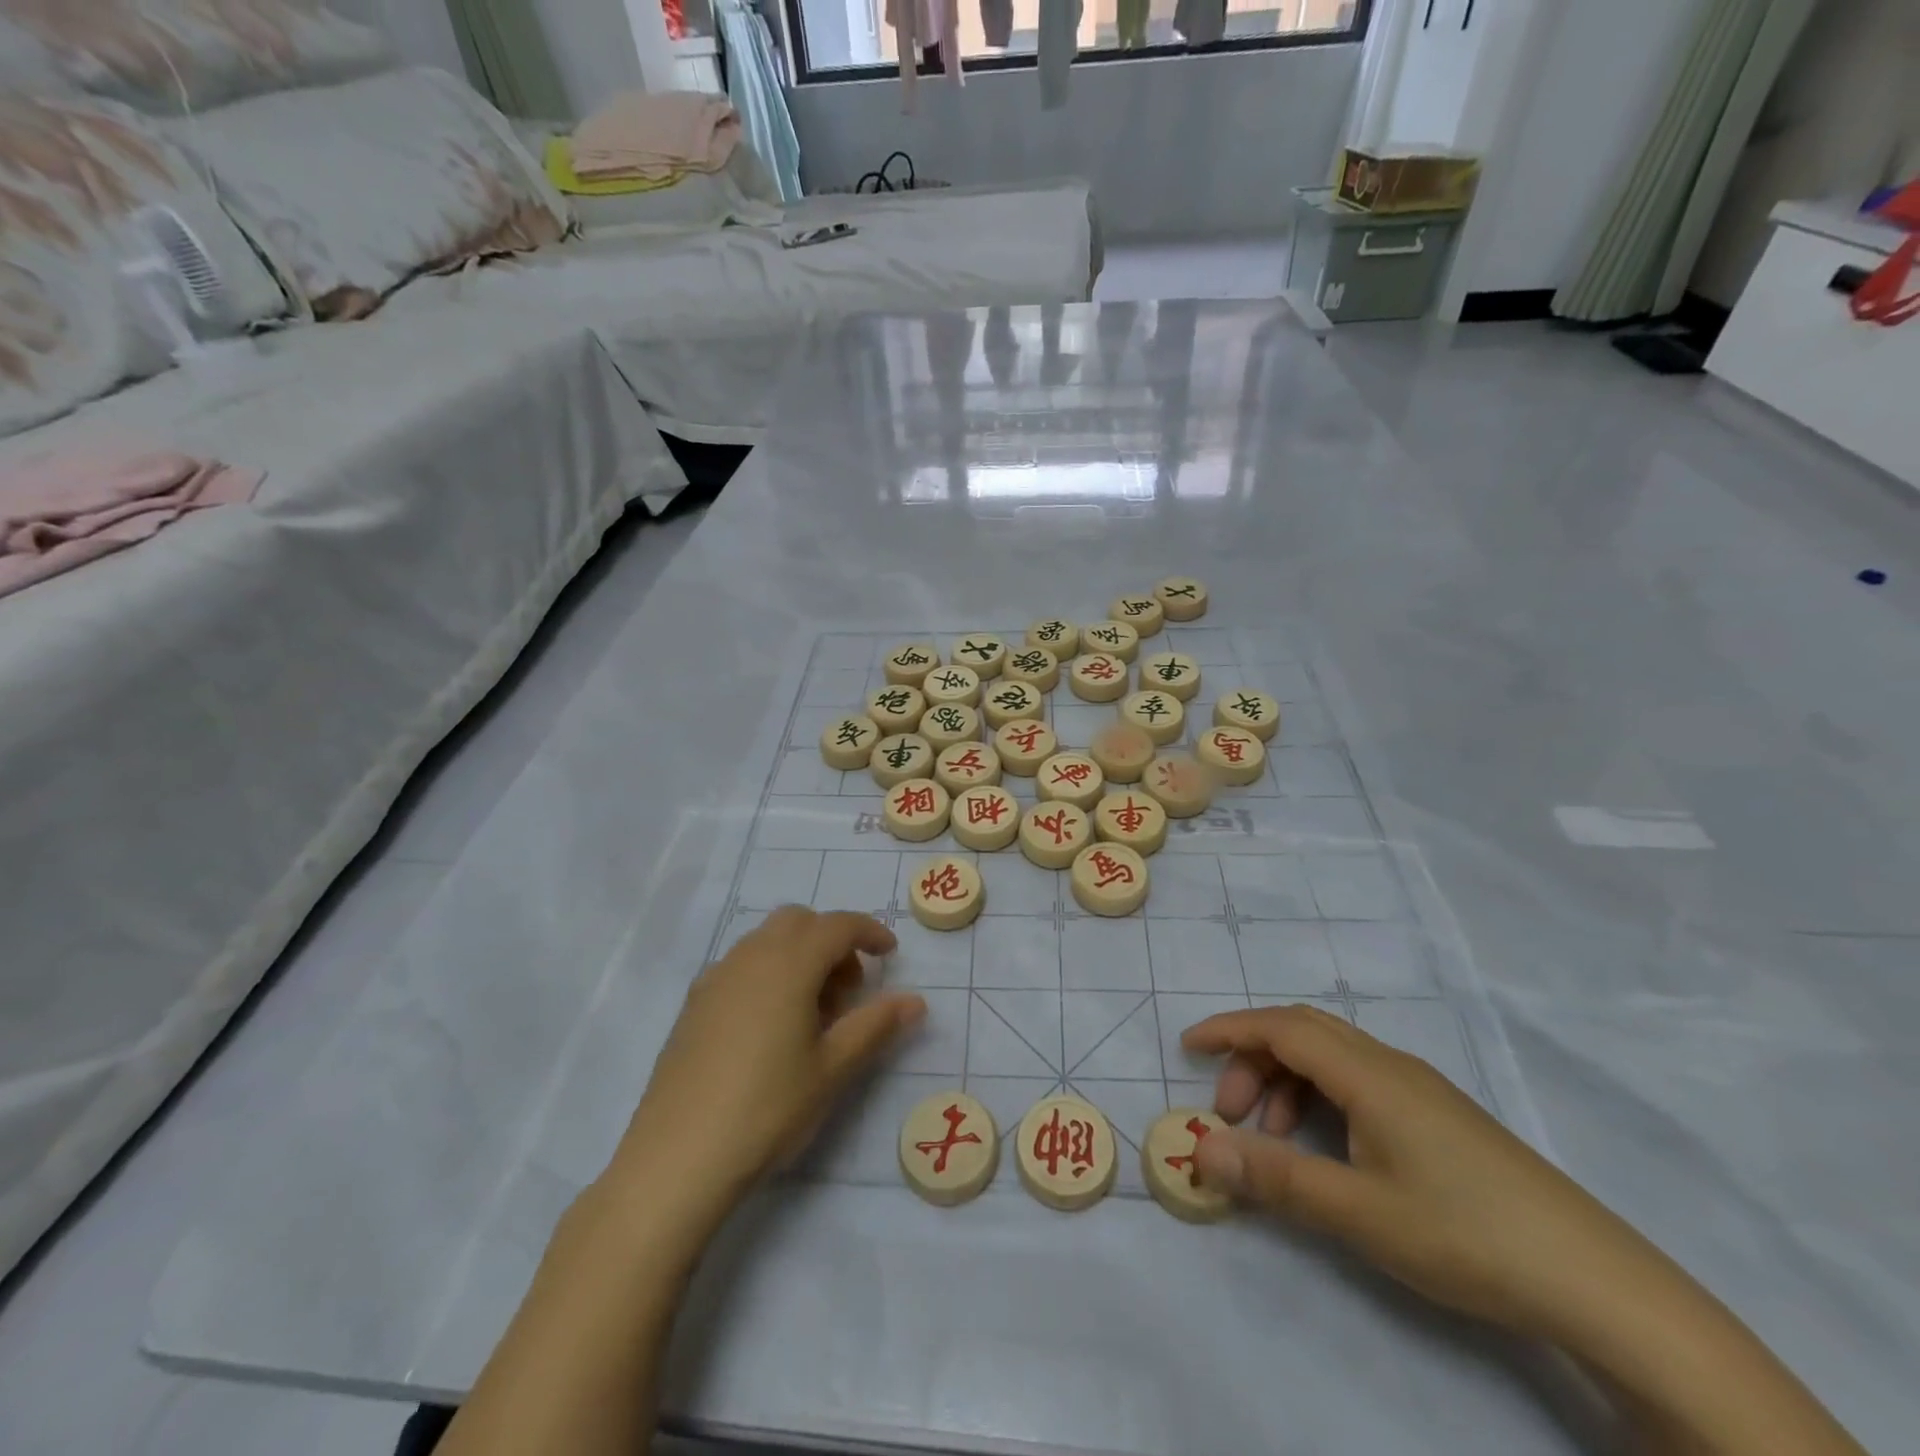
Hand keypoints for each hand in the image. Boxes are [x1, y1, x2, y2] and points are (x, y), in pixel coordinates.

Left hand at [614, 906, 924, 1219]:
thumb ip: (875, 1025)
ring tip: (813, 1013)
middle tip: (849, 989)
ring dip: (799, 956)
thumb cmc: (767, 1107)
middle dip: (831, 941)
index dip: (869, 932)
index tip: (890, 954)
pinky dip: (768, 973)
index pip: (837, 925)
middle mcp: (749, 957)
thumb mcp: (832, 1069)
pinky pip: (741, 966)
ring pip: (767, 941)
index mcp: (788, 963)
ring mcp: (715, 978)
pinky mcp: (693, 1005)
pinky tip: (771, 1026)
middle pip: (798, 922)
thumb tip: (915, 1000)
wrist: (677, 1158)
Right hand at [1180, 1004, 1660, 1342]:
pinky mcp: (1438, 1117)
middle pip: (1303, 1033)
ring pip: (1331, 1058)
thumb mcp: (1357, 1211)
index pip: (1281, 1027)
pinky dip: (1321, 1100)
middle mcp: (1390, 1066)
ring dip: (1287, 1083)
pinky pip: (1358, 1082)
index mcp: (1368, 1074)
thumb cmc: (1464, 1232)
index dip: (1229, 1029)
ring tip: (1273, 1141)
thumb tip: (1202, 1151)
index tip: (1187, 1046)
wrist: (1594, 1280)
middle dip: (1253, 1059)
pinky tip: (1327, 1150)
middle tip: (1228, 1112)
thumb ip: (1275, 1177)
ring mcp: (1419, 1090)